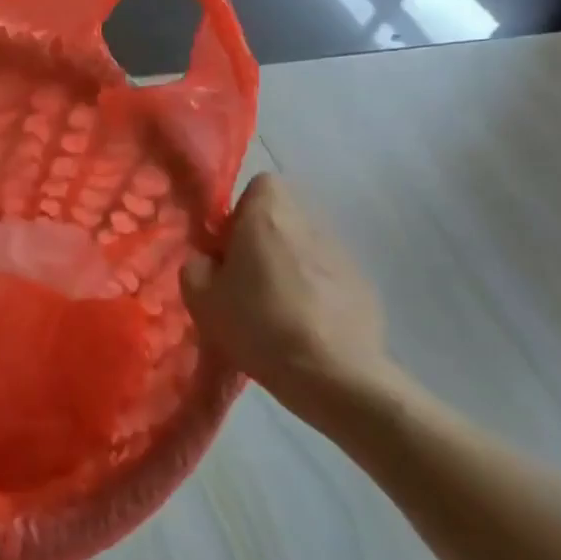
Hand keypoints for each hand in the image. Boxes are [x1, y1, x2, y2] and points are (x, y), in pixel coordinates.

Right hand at [181, 173, 396, 425]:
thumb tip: (207, 260)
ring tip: (276, 306)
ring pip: (306, 245)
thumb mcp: (202, 299)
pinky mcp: (365, 286)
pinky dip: (316, 290)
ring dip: (290, 263)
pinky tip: (306, 326)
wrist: (335, 376)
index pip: (261, 183)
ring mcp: (342, 255)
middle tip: (244, 277)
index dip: (241, 209)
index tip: (228, 244)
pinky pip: (329, 275)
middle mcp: (309, 224)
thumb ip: (195, 267)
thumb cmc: (259, 326)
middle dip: (264, 238)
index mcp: (268, 217)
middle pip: (283, 215)